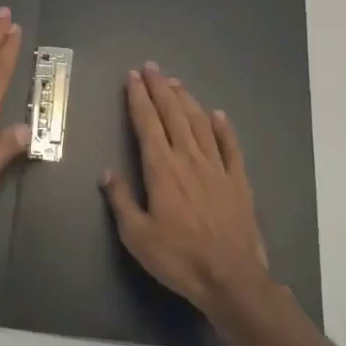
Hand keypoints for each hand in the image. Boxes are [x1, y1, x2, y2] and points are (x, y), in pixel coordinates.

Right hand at [100, 62, 272, 317]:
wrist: (231, 278)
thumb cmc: (179, 258)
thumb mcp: (137, 236)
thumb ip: (121, 201)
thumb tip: (107, 173)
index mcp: (161, 169)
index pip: (147, 124)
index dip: (138, 98)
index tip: (132, 78)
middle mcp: (189, 158)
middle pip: (173, 114)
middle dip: (160, 88)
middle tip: (151, 67)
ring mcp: (217, 167)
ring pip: (199, 123)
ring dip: (186, 100)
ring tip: (176, 83)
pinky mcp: (238, 180)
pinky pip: (230, 146)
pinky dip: (223, 127)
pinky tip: (217, 114)